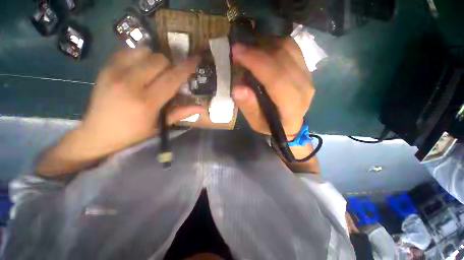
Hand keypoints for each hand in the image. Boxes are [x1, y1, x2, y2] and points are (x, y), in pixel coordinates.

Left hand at [79, 48, 203, 157]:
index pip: (172, 78)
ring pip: (143, 51)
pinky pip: (127, 51)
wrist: (98, 133)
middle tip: (170, 76)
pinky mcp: (105, 68)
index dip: (186, 68)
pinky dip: (138, 56)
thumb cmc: (134, 133)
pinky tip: (139, 68)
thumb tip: (202, 108)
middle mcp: (130, 83)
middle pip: (158, 60)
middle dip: (170, 65)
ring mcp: (114, 73)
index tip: (196, 59)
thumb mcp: (161, 126)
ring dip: (154, 60)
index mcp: (147, 102)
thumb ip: (182, 113)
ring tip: (154, 72)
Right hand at [231, 38, 313, 139]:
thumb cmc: (270, 125)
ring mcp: (307, 75)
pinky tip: (262, 50)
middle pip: (282, 59)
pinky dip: (274, 43)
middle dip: (257, 50)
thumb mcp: (256, 122)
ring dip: (265, 44)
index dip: (256, 62)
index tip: (237, 52)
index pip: (276, 78)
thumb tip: (238, 89)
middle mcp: (304, 87)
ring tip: (248, 50)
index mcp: (291, 106)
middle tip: (238, 50)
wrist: (289, 123)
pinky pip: (291, 47)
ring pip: (288, 48)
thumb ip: (248, 107)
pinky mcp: (305, 67)